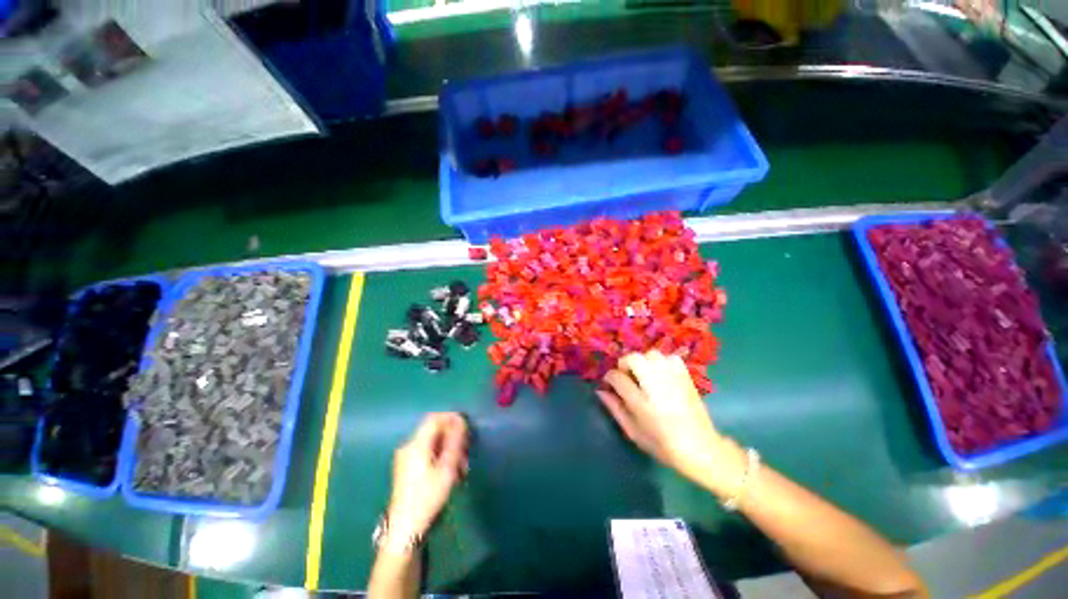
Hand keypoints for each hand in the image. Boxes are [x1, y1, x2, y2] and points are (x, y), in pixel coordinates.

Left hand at [387, 412, 469, 537]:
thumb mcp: (446, 468)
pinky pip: (427, 453)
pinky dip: (441, 457)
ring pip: (433, 443)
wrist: (405, 530)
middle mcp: (409, 447)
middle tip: (466, 453)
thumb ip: (454, 441)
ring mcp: (406, 458)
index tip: (466, 427)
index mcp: (416, 444)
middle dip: (453, 438)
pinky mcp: (407, 468)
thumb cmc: (427, 497)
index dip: (451, 418)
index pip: (434, 418)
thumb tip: (460, 421)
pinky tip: (451, 473)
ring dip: (449, 450)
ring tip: (462, 468)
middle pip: (434, 431)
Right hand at [598, 351, 743, 494]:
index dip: (610, 378)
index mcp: (641, 402)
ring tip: (644, 375)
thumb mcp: (633, 432)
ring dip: (643, 361)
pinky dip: (662, 361)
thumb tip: (601, 391)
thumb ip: (615, 409)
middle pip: (634, 358)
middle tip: (627, 377)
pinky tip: (661, 374)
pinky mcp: (686, 377)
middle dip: (625, 364)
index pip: (617, 377)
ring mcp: (673, 379)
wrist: (701, 449)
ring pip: (651, 354)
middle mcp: (656, 385)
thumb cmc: (662, 445)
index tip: (610, 384)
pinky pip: (670, 357)